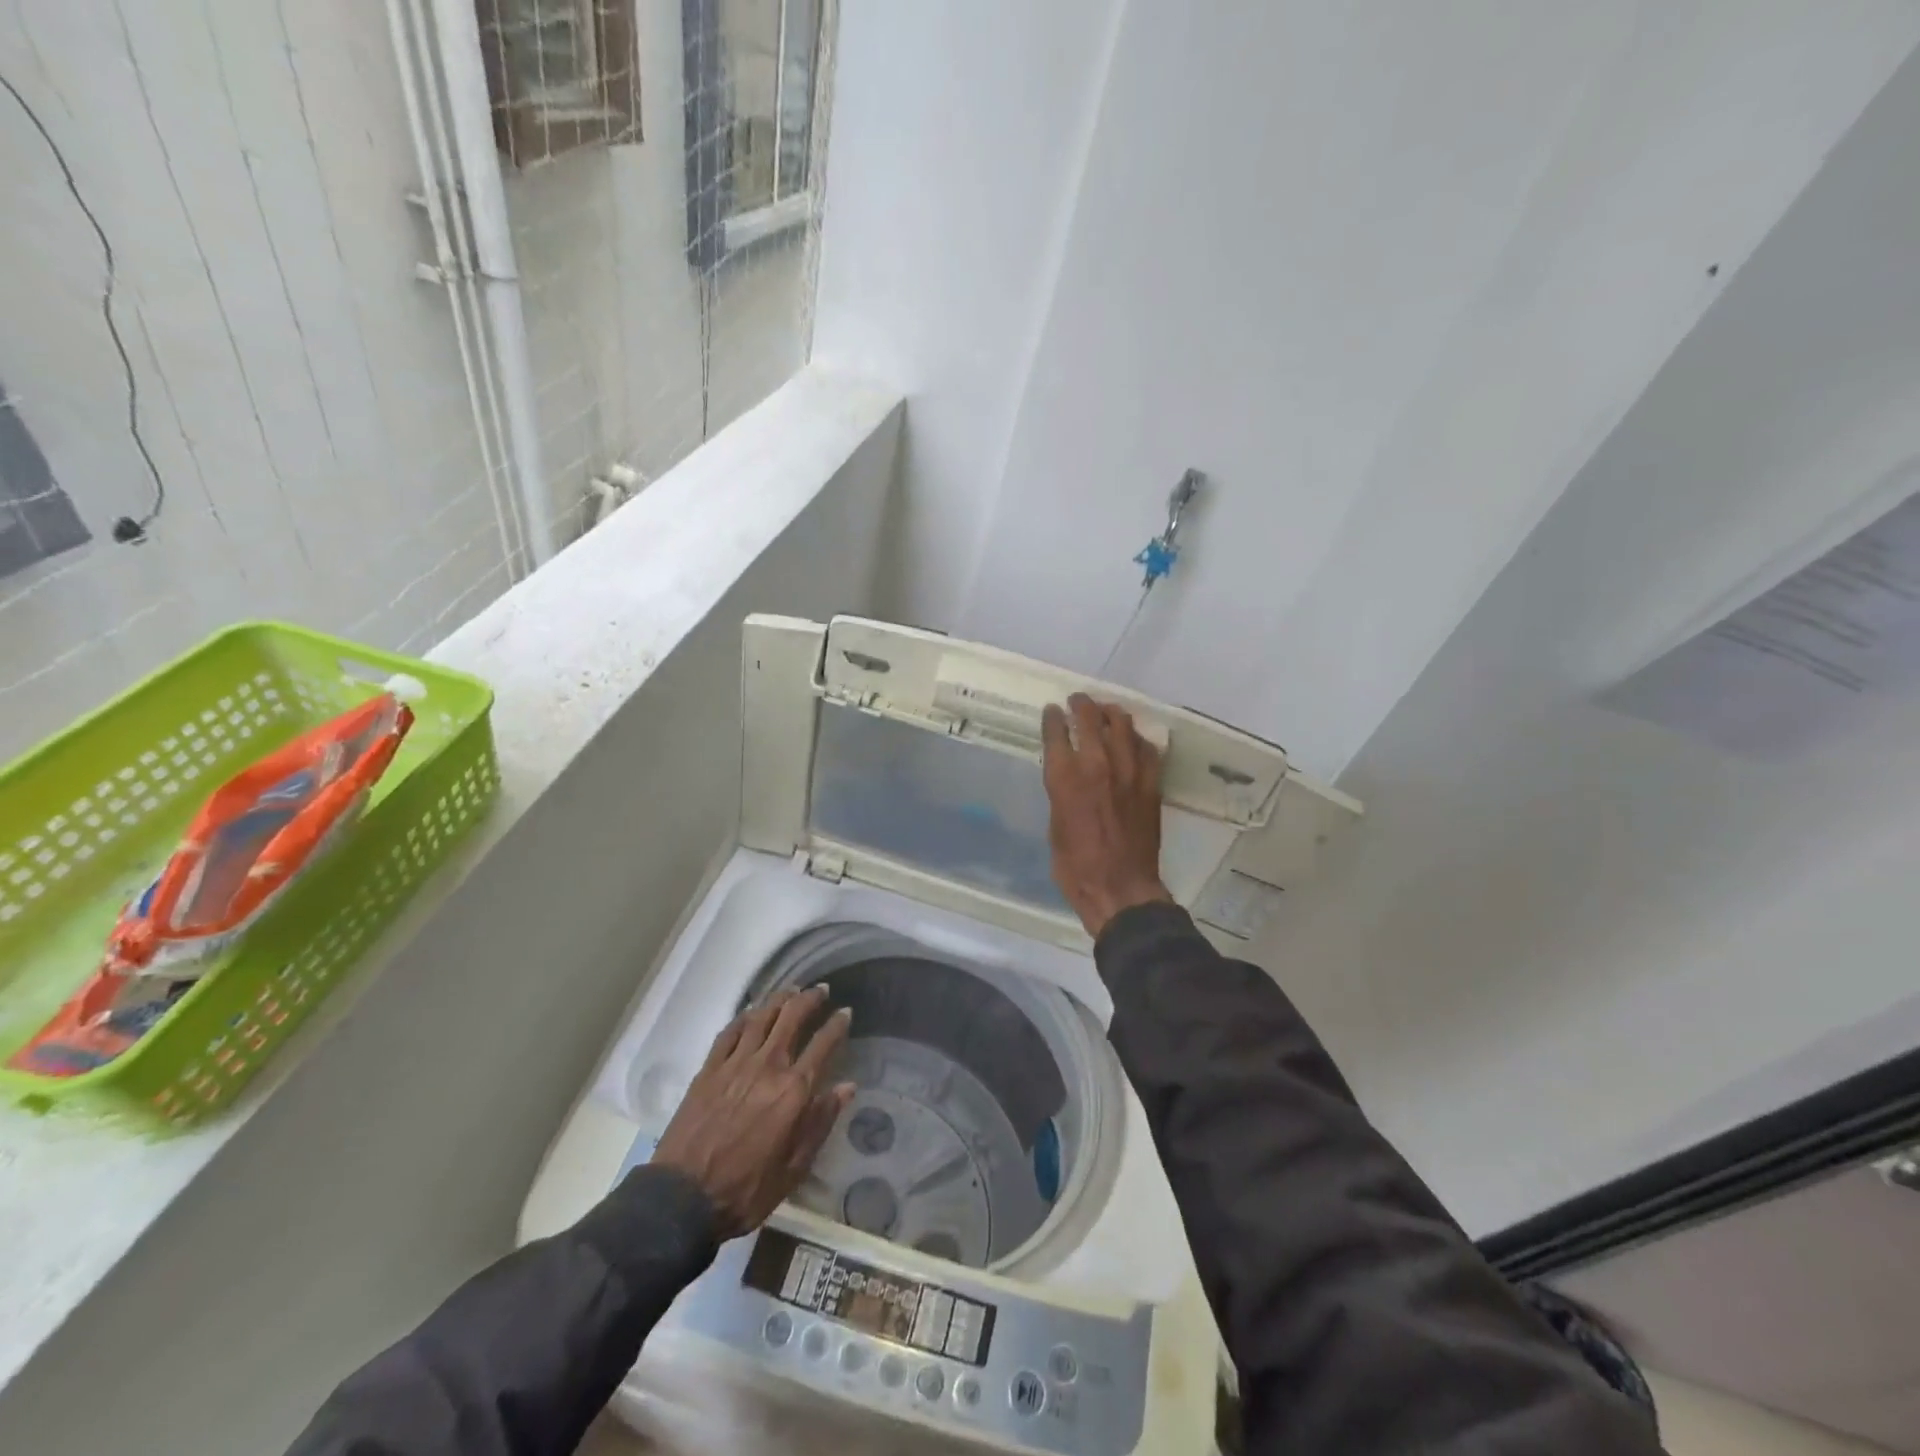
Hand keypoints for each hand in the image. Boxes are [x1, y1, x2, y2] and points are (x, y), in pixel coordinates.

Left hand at [653, 986, 854, 1239]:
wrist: (682, 1200)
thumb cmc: (746, 1190)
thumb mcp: (794, 1168)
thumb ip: (821, 1122)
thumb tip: (847, 1087)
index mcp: (793, 1091)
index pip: (823, 1045)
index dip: (837, 1025)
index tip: (846, 1013)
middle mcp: (767, 1066)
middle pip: (792, 1018)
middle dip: (810, 999)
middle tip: (820, 990)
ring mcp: (735, 1064)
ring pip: (761, 1017)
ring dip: (779, 999)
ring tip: (790, 991)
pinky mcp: (708, 1070)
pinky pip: (730, 1032)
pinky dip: (745, 1017)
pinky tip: (752, 1013)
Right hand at [1042, 693, 1174, 937]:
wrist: (1120, 888)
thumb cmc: (1075, 866)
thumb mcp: (1055, 826)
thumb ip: (1061, 794)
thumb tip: (1067, 778)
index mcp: (1065, 778)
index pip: (1056, 733)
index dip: (1053, 718)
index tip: (1052, 711)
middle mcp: (1097, 766)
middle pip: (1090, 720)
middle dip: (1081, 706)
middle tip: (1078, 701)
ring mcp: (1129, 773)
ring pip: (1123, 727)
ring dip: (1112, 714)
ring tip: (1107, 711)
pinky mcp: (1151, 784)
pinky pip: (1148, 750)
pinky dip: (1138, 740)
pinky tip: (1134, 740)